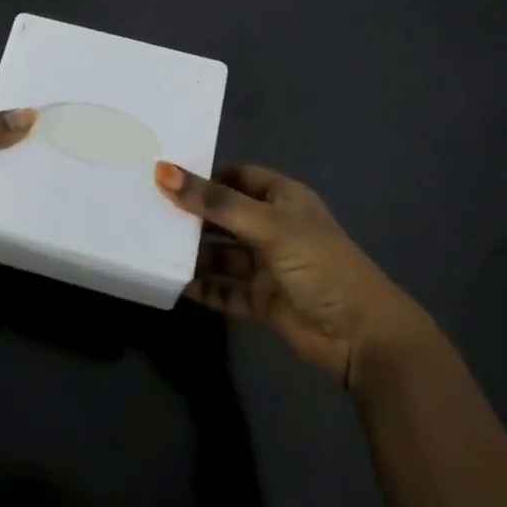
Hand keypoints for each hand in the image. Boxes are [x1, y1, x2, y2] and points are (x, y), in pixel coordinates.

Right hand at [156, 161, 435, 393]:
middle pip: (223, 214)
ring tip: (151, 245)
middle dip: (191, 214)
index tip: (163, 174)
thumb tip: (162, 171)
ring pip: (219, 252)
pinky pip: (223, 288)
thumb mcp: (267, 225)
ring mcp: (265, 265)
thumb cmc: (319, 264)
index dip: (204, 174)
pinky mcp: (260, 299)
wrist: (361, 336)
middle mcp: (272, 227)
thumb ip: (214, 202)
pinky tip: (173, 283)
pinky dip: (201, 286)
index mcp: (282, 199)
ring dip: (192, 252)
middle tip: (146, 208)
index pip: (236, 176)